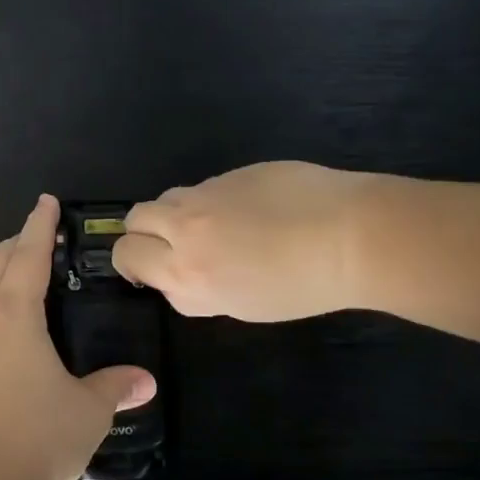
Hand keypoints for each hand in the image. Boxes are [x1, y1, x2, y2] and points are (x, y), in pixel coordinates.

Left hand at [0, 195, 156, 479]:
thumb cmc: (34, 439)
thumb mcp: (87, 412)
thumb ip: (115, 388)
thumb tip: (144, 380)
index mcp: (14, 315)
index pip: (29, 254)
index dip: (40, 225)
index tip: (46, 201)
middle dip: (16, 244)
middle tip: (40, 238)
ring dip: (1, 278)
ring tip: (26, 285)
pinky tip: (10, 341)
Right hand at [113, 162, 377, 320]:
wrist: (350, 236)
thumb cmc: (303, 287)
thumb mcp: (240, 306)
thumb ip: (196, 290)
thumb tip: (182, 272)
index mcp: (187, 275)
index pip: (128, 258)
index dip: (137, 265)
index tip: (155, 269)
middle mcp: (185, 232)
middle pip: (135, 221)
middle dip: (143, 233)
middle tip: (169, 244)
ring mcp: (206, 196)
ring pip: (164, 199)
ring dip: (173, 213)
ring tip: (209, 226)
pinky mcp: (229, 173)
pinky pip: (202, 188)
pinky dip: (209, 201)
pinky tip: (246, 211)